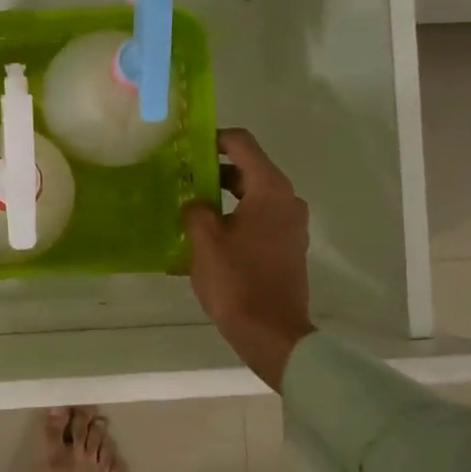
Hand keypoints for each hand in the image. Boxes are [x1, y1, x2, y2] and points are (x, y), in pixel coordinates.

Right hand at [181, 128, 316, 389]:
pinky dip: (233, 217)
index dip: (213, 138)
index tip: (186, 145)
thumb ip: (195, 210)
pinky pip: (257, 219)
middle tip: (180, 176)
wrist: (272, 334)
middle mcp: (287, 200)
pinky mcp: (286, 247)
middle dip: (213, 170)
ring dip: (221, 196)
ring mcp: (290, 225)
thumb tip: (195, 203)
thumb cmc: (237, 281)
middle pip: (248, 169)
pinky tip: (206, 235)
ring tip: (188, 206)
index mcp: (270, 190)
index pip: (242, 143)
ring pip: (252, 196)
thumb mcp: (204, 240)